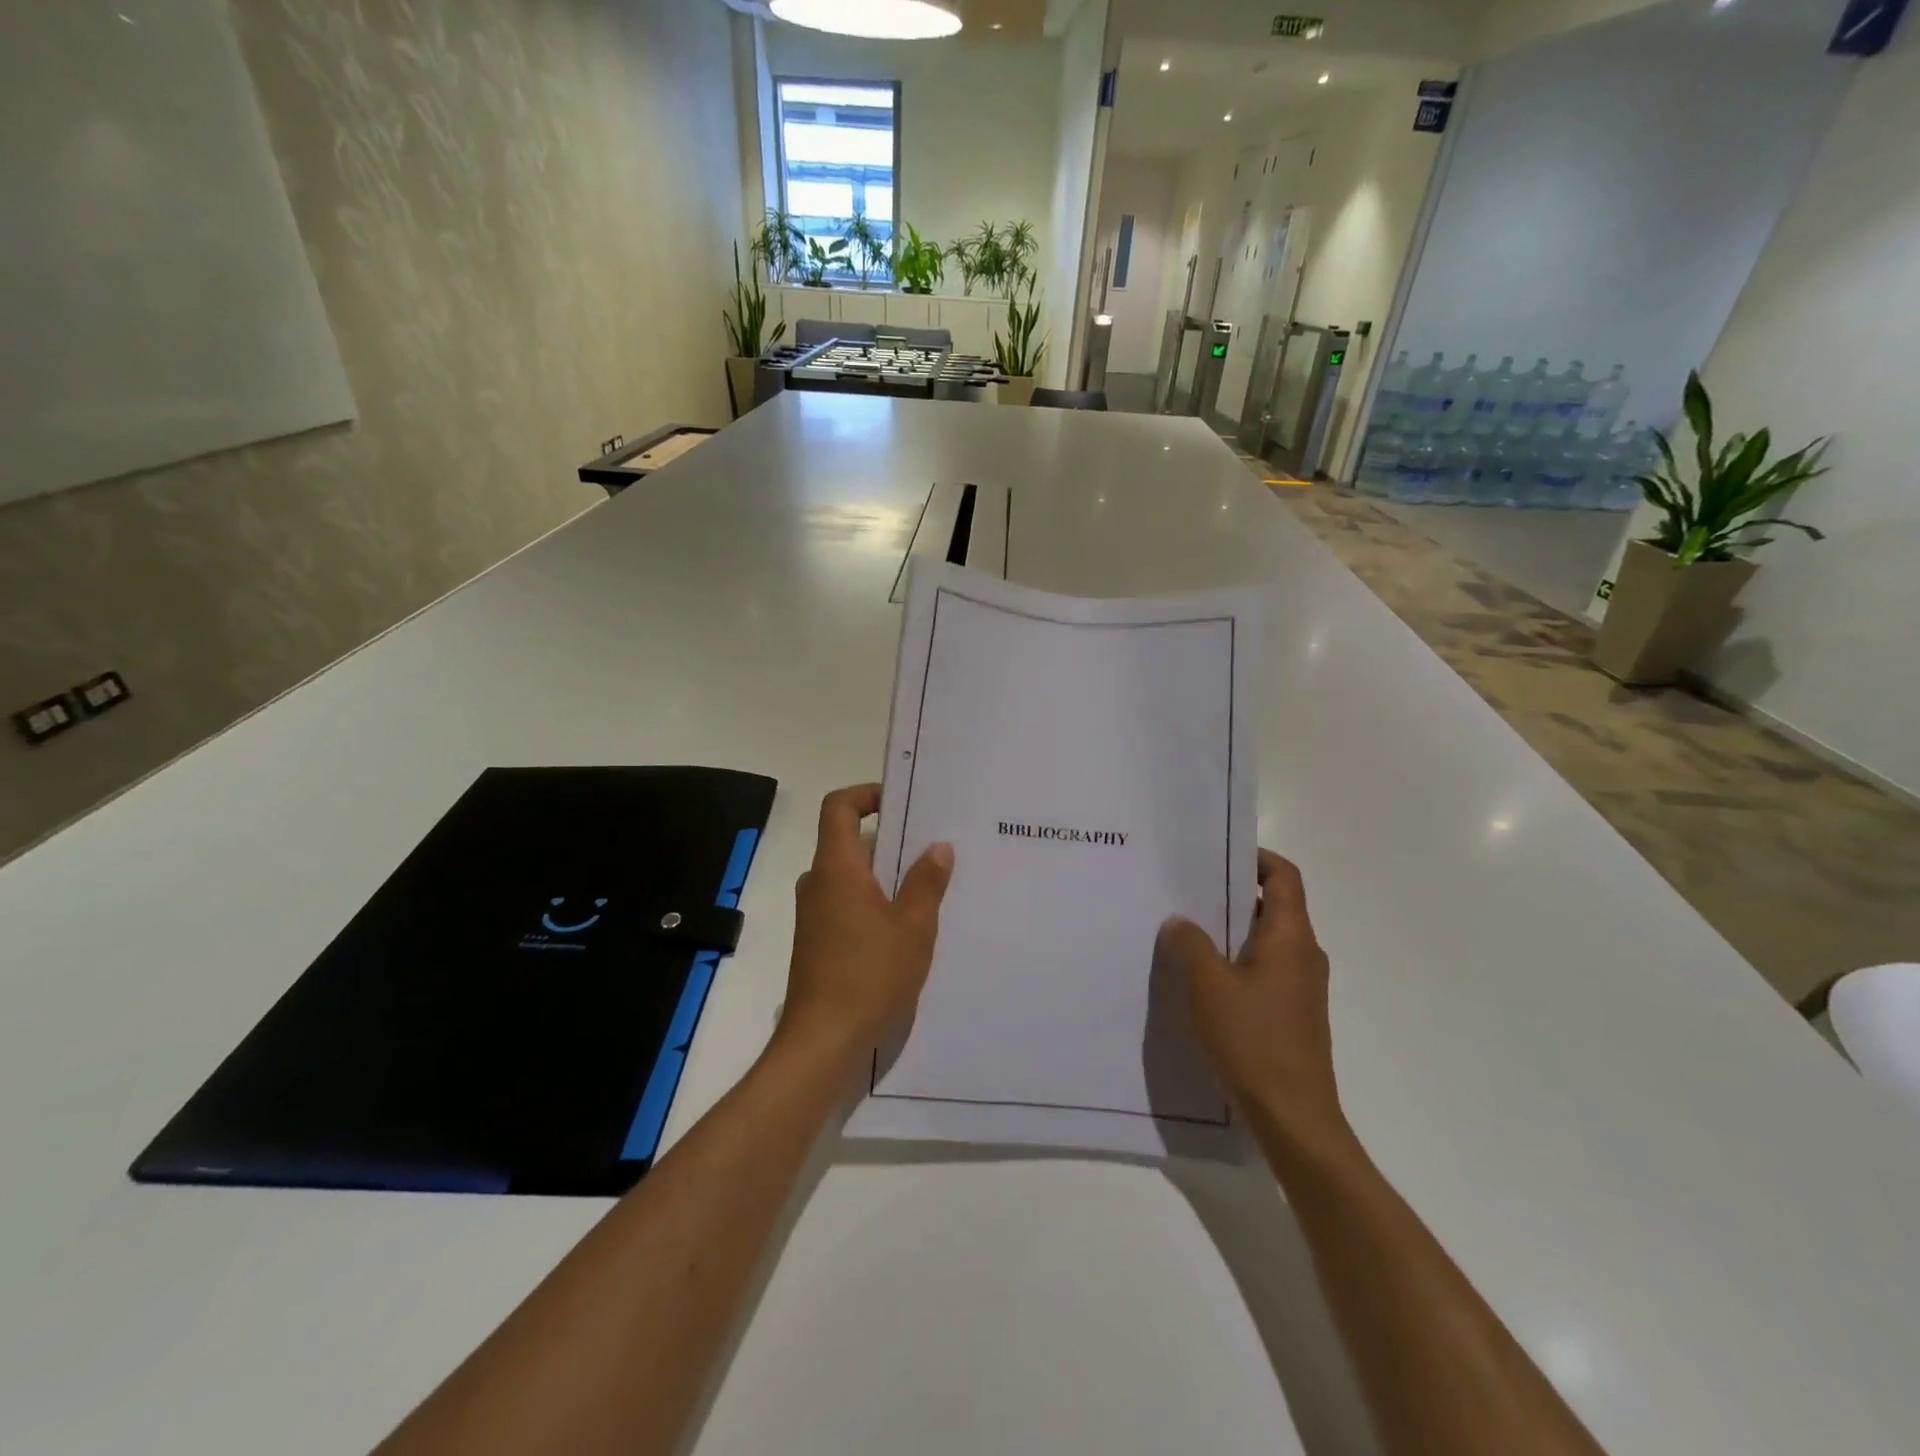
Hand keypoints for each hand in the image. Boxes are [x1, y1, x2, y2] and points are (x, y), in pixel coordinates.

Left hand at [776, 784, 953, 1065]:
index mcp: (836, 868)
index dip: (867, 795)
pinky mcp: (817, 942)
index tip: (901, 804)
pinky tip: (906, 927)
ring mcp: (814, 914)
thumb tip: (938, 847)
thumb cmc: (870, 975)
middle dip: (888, 839)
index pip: (839, 807)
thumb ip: (926, 883)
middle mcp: (818, 883)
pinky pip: (846, 904)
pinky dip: (872, 902)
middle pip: (847, 841)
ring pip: (850, 876)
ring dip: (884, 875)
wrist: (822, 1042)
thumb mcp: (913, 927)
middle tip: (931, 846)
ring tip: (927, 886)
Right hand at [1155, 850, 1352, 1164]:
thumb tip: (1180, 920)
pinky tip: (1203, 976)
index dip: (1256, 857)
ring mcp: (1302, 986)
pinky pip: (1265, 968)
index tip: (1217, 854)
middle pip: (1274, 905)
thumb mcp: (1208, 985)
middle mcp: (1304, 954)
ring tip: (1187, 929)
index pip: (1284, 876)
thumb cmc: (1252, 1041)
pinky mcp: (1293, 1012)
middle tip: (1188, 888)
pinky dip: (1237, 959)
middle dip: (1233, 893)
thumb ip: (1191, 943)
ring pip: (1267, 939)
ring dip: (1231, 928)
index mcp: (1291, 937)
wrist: (1294, 1118)